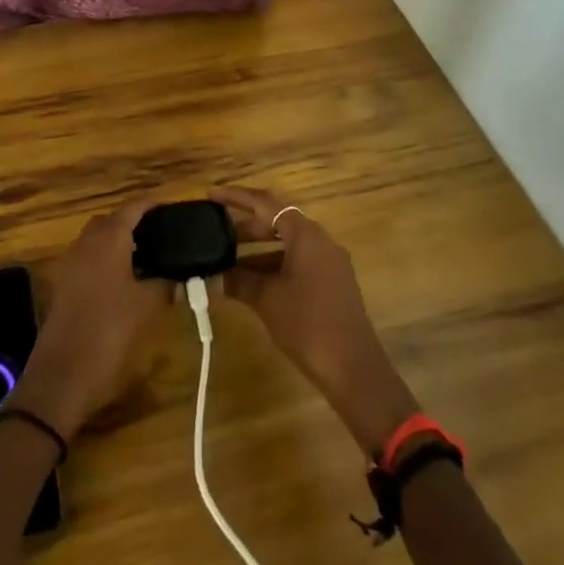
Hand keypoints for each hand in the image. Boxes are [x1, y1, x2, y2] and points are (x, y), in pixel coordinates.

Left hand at [7, 202, 171, 440]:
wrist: (62, 376)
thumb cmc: (110, 332)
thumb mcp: (147, 307)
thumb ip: (166, 283)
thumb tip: (180, 273)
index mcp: (108, 239)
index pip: (133, 207)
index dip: (154, 205)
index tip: (175, 209)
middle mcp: (86, 242)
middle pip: (113, 220)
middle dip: (136, 224)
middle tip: (163, 237)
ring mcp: (72, 263)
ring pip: (99, 240)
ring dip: (120, 243)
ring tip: (149, 260)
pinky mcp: (65, 285)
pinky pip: (90, 259)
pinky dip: (107, 260)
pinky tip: (126, 282)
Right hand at [213, 185, 419, 457]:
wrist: (354, 368)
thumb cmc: (308, 324)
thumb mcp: (266, 299)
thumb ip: (237, 281)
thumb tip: (209, 275)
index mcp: (306, 235)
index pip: (266, 203)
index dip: (236, 197)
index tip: (211, 196)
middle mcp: (320, 240)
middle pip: (278, 221)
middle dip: (245, 227)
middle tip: (216, 233)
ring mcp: (329, 262)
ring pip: (287, 244)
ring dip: (258, 250)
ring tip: (227, 260)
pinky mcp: (332, 283)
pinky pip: (297, 262)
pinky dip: (273, 265)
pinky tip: (252, 282)